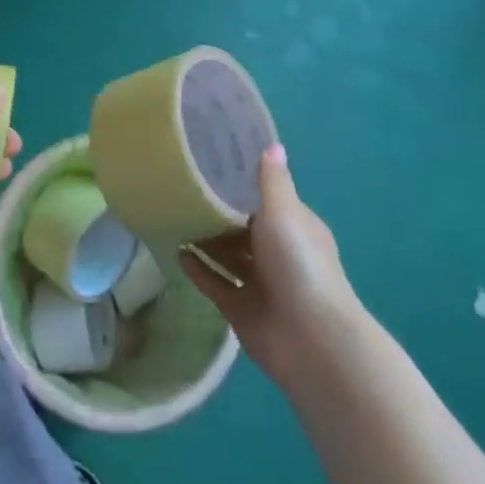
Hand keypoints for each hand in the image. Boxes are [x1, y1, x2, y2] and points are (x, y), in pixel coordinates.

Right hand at [181, 144, 360, 382]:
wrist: (310, 339)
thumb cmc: (299, 264)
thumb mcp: (284, 212)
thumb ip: (272, 180)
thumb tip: (273, 144)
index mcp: (294, 227)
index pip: (265, 200)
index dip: (241, 184)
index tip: (211, 165)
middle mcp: (278, 253)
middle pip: (243, 228)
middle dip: (218, 213)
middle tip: (182, 189)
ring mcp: (260, 284)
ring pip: (228, 256)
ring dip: (206, 241)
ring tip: (174, 217)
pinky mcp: (242, 310)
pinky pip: (216, 284)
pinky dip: (199, 270)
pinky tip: (177, 253)